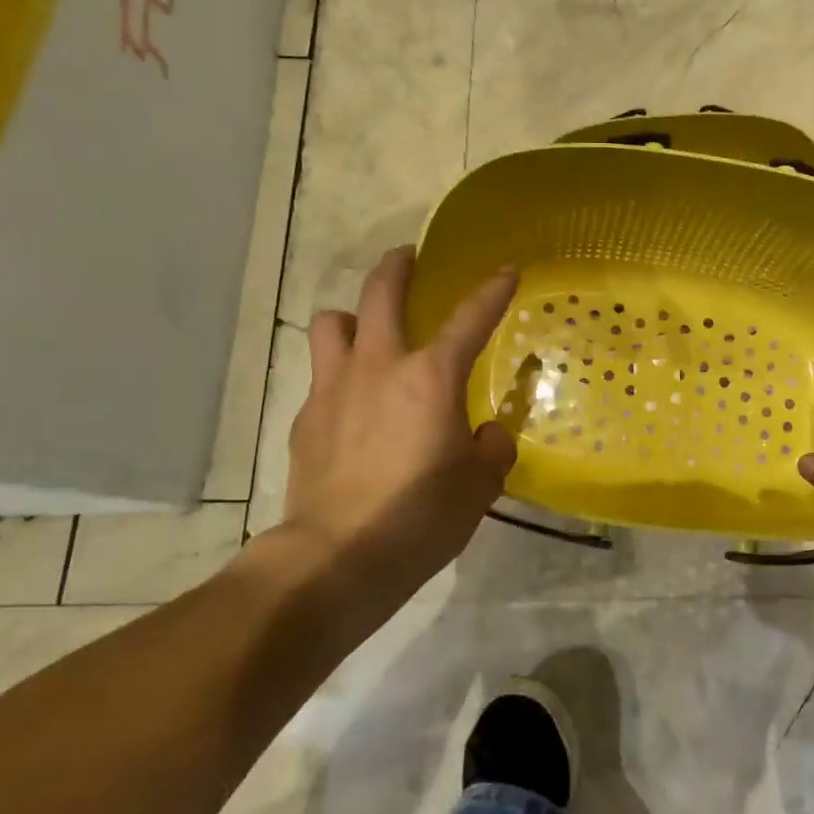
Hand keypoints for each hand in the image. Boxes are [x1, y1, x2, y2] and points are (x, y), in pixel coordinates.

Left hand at [269, 246, 518, 621]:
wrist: (337, 556)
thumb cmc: (421, 515)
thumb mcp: (480, 486)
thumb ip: (492, 449)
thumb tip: (488, 435)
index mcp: (431, 377)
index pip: (470, 318)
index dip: (492, 291)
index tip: (507, 271)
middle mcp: (379, 366)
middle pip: (380, 293)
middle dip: (398, 266)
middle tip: (409, 257)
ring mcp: (334, 388)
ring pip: (332, 323)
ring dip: (351, 317)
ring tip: (366, 331)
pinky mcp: (306, 418)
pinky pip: (321, 377)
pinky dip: (338, 376)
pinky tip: (351, 405)